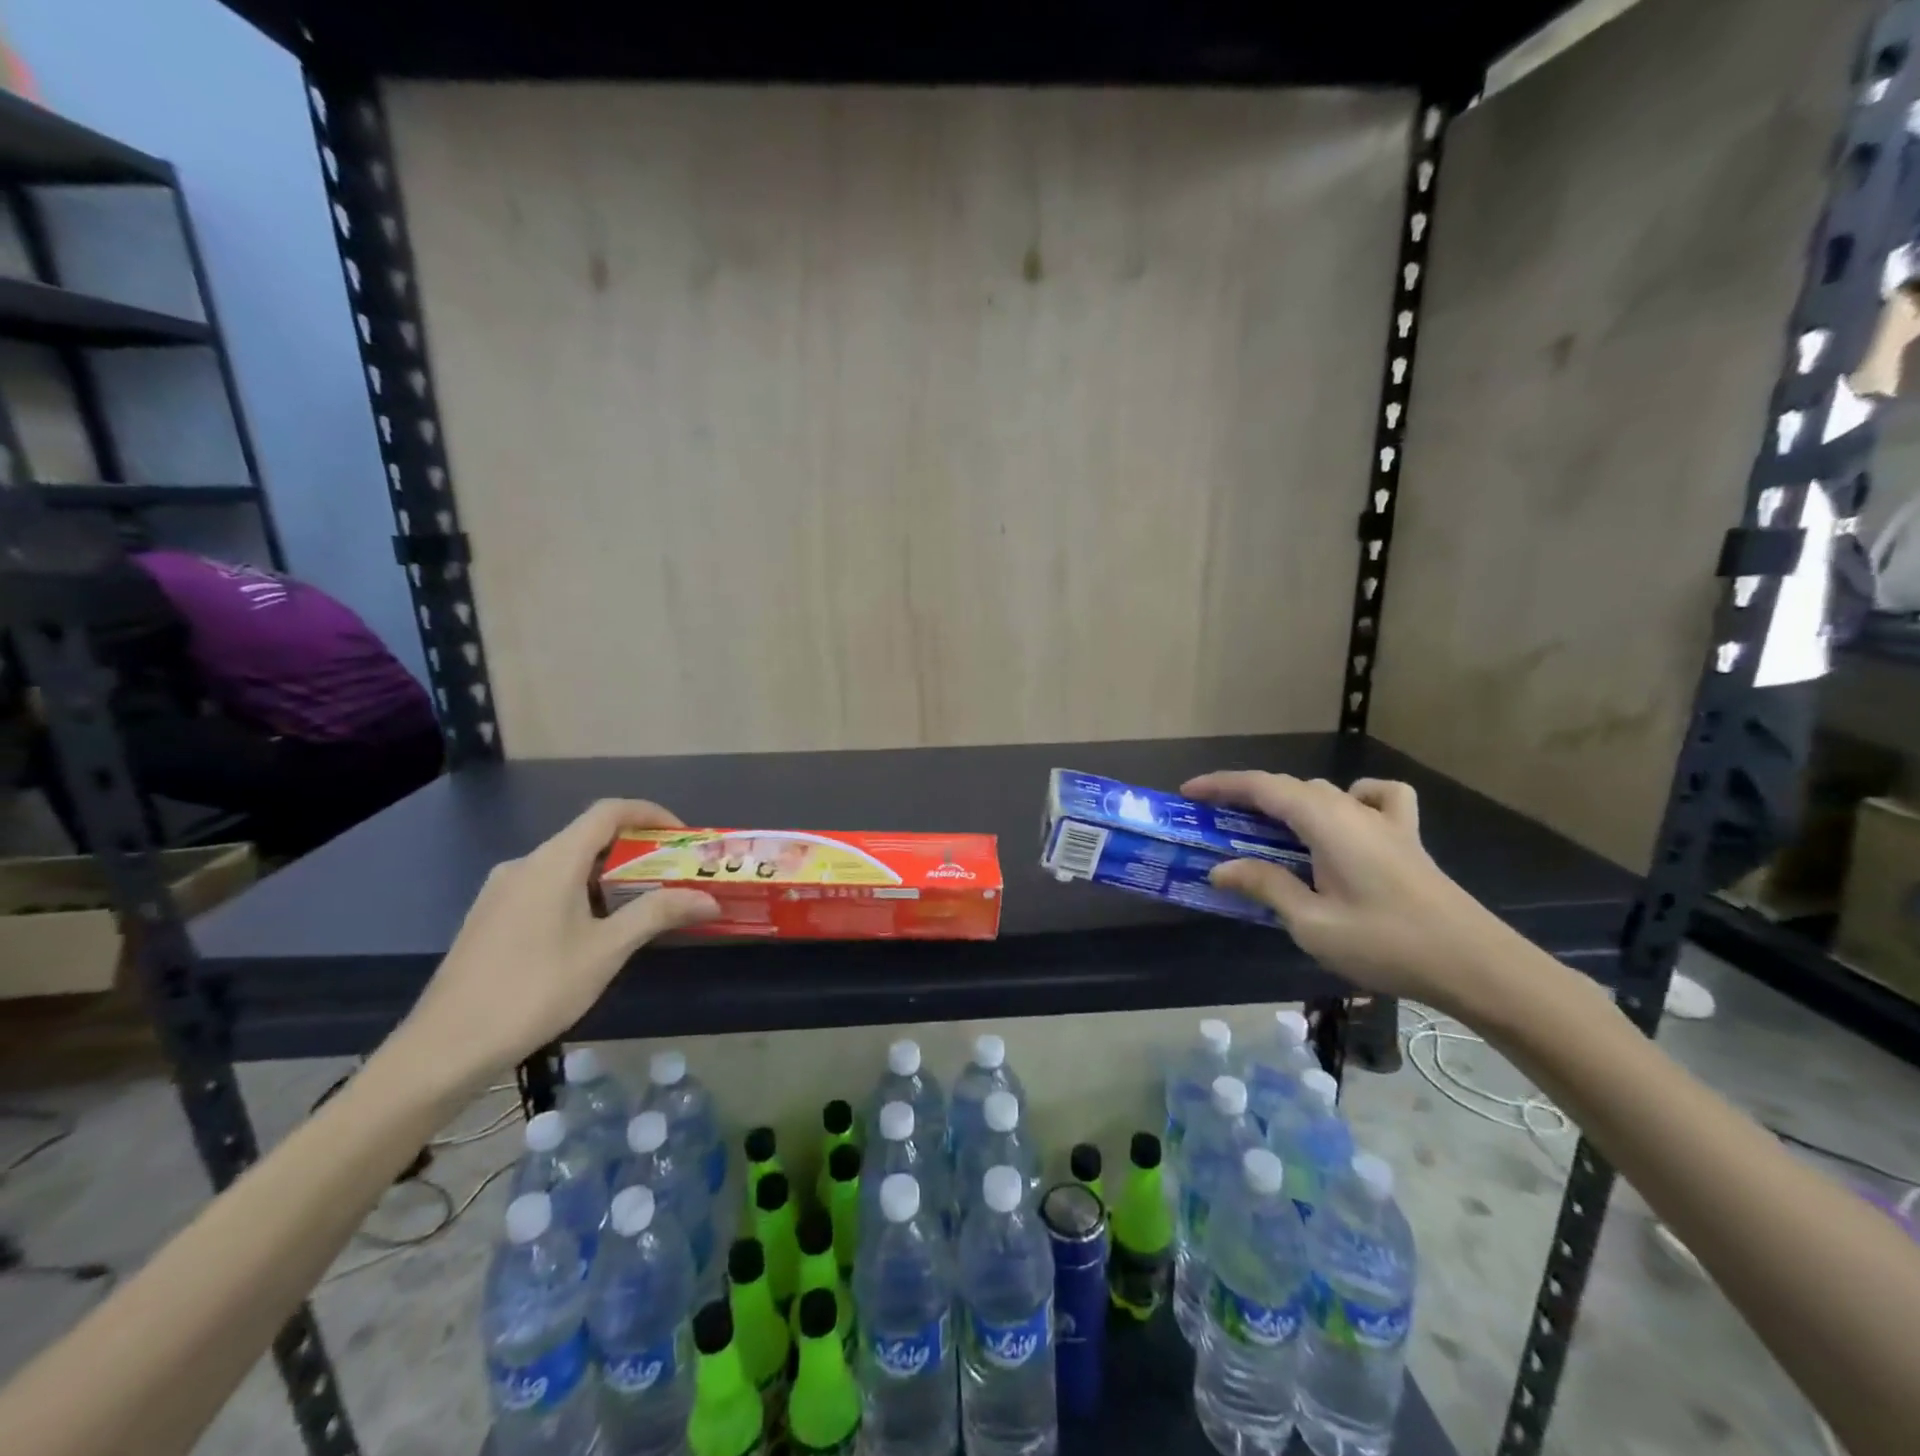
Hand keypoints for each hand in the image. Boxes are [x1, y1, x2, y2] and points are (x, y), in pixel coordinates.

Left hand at [394, 799, 718, 1086]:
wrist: (444, 1049)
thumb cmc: (533, 991)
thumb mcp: (605, 952)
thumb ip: (657, 914)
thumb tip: (708, 899)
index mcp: (553, 862)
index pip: (608, 812)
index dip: (650, 814)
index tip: (682, 837)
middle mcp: (524, 864)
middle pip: (589, 838)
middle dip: (636, 851)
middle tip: (671, 877)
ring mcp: (502, 891)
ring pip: (567, 865)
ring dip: (609, 876)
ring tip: (640, 907)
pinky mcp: (490, 917)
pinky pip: (546, 887)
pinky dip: (581, 893)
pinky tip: (593, 932)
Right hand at [1183, 772, 1520, 1016]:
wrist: (1477, 966)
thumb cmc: (1387, 944)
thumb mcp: (1312, 923)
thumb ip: (1266, 887)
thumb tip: (1222, 868)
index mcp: (1326, 822)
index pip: (1262, 787)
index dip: (1221, 785)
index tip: (1188, 793)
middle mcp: (1352, 809)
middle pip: (1289, 787)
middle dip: (1247, 797)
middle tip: (1215, 822)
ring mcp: (1385, 822)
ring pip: (1324, 792)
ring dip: (1288, 802)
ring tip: (1267, 829)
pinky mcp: (1407, 840)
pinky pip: (1376, 798)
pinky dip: (1353, 798)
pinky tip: (1346, 821)